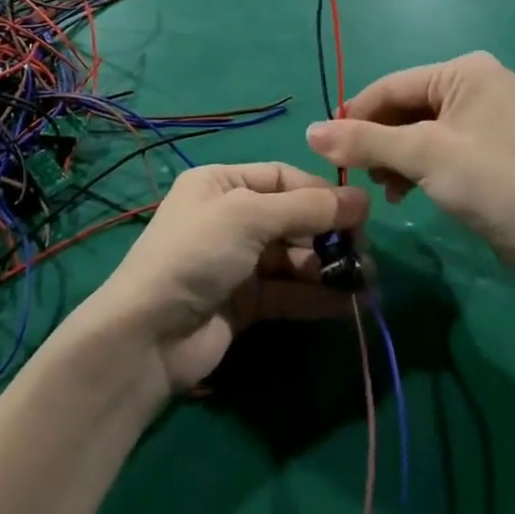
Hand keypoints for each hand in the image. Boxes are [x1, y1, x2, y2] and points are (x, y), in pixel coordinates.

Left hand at [85, 163, 368, 390]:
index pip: (282, 177)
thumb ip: (306, 208)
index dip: (320, 192)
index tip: (360, 212)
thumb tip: (363, 198)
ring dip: (328, 268)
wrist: (148, 336)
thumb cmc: (196, 254)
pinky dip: (317, 296)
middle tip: (365, 253)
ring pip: (294, 258)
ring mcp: (238, 263)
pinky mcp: (245, 303)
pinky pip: (289, 292)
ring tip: (366, 282)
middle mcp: (230, 218)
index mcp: (222, 183)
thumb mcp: (248, 217)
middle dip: (328, 234)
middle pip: (292, 218)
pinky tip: (350, 305)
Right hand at [306, 52, 514, 271]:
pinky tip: (402, 193)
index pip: (392, 86)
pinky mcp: (483, 147)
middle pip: (403, 107)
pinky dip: (414, 167)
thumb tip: (309, 132)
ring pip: (415, 130)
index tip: (325, 147)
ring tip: (384, 189)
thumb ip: (365, 141)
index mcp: (464, 70)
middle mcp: (472, 84)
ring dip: (393, 157)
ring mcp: (480, 116)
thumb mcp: (422, 156)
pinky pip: (434, 147)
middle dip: (378, 141)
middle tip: (358, 175)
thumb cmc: (492, 182)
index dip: (356, 115)